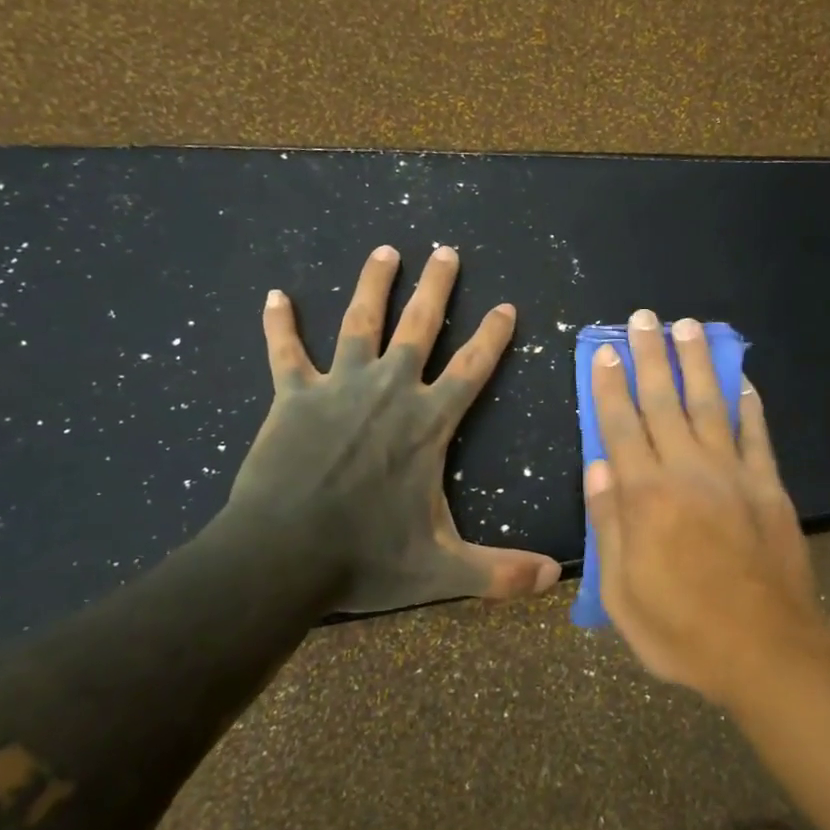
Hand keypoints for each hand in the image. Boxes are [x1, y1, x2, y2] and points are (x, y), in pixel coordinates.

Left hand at [211, 244, 561, 614]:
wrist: (282, 557)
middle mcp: (389, 391)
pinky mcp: (293, 398)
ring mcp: (338, 388)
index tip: (507, 306)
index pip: (473, 368)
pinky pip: (285, 353)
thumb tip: (554, 579)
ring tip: (385, 251)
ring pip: (359, 322)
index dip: (493, 336)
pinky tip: (275, 296)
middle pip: (419, 326)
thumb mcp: (442, 569)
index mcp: (428, 423)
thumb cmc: (366, 557)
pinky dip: (279, 325)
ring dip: (373, 284)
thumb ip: (499, 571)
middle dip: (437, 287)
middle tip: (446, 250)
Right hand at [584, 309, 829, 706]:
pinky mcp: (770, 487)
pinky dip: (749, 404)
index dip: (610, 386)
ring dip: (697, 363)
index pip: (621, 426)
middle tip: (643, 319)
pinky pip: (757, 434)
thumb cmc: (682, 631)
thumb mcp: (623, 592)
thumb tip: (598, 467)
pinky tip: (741, 380)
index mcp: (646, 496)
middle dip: (650, 356)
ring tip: (689, 327)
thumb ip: (608, 525)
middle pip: (664, 401)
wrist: (766, 652)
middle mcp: (688, 471)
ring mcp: (734, 475)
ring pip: (710, 405)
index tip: (604, 351)